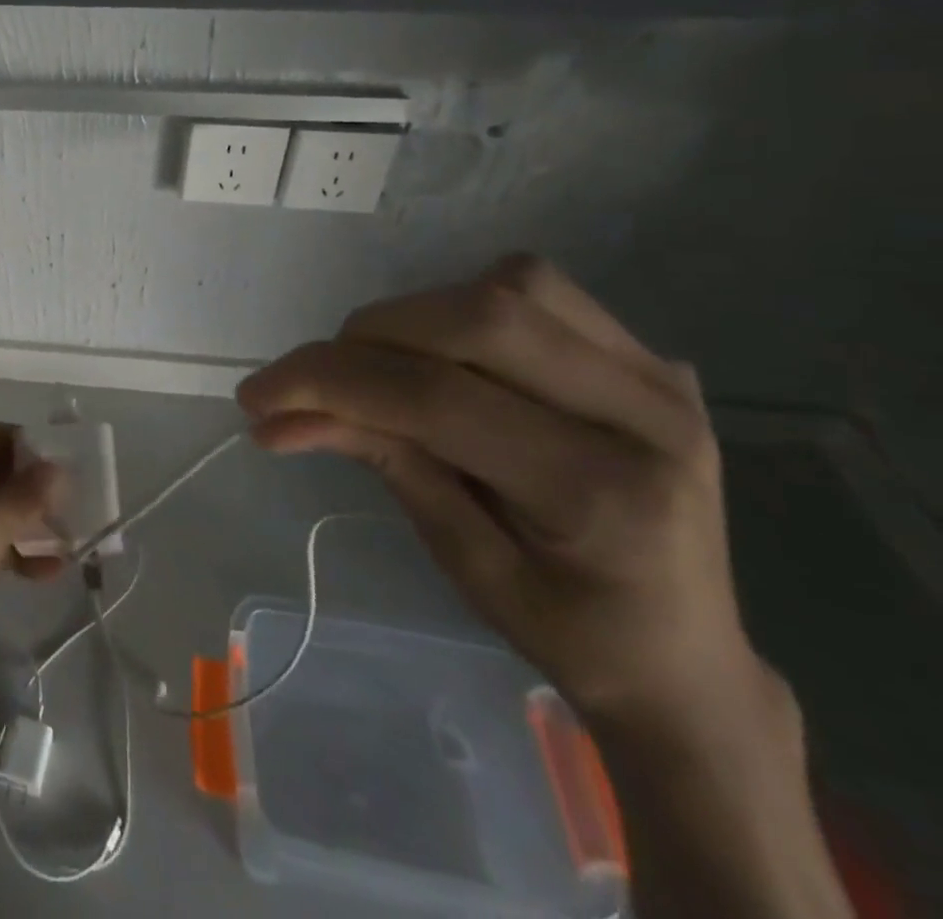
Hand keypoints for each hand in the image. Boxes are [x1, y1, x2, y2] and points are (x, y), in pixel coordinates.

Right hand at [237, 254, 774, 737]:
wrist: (686, 656)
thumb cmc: (569, 631)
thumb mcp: (461, 560)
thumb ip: (383, 462)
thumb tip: (280, 414)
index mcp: (601, 493)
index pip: (436, 397)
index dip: (330, 382)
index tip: (257, 395)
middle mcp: (646, 416)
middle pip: (476, 320)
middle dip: (366, 339)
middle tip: (312, 379)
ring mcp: (657, 375)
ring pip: (507, 287)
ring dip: (413, 316)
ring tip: (375, 368)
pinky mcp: (647, 356)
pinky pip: (536, 289)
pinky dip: (461, 304)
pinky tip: (440, 352)